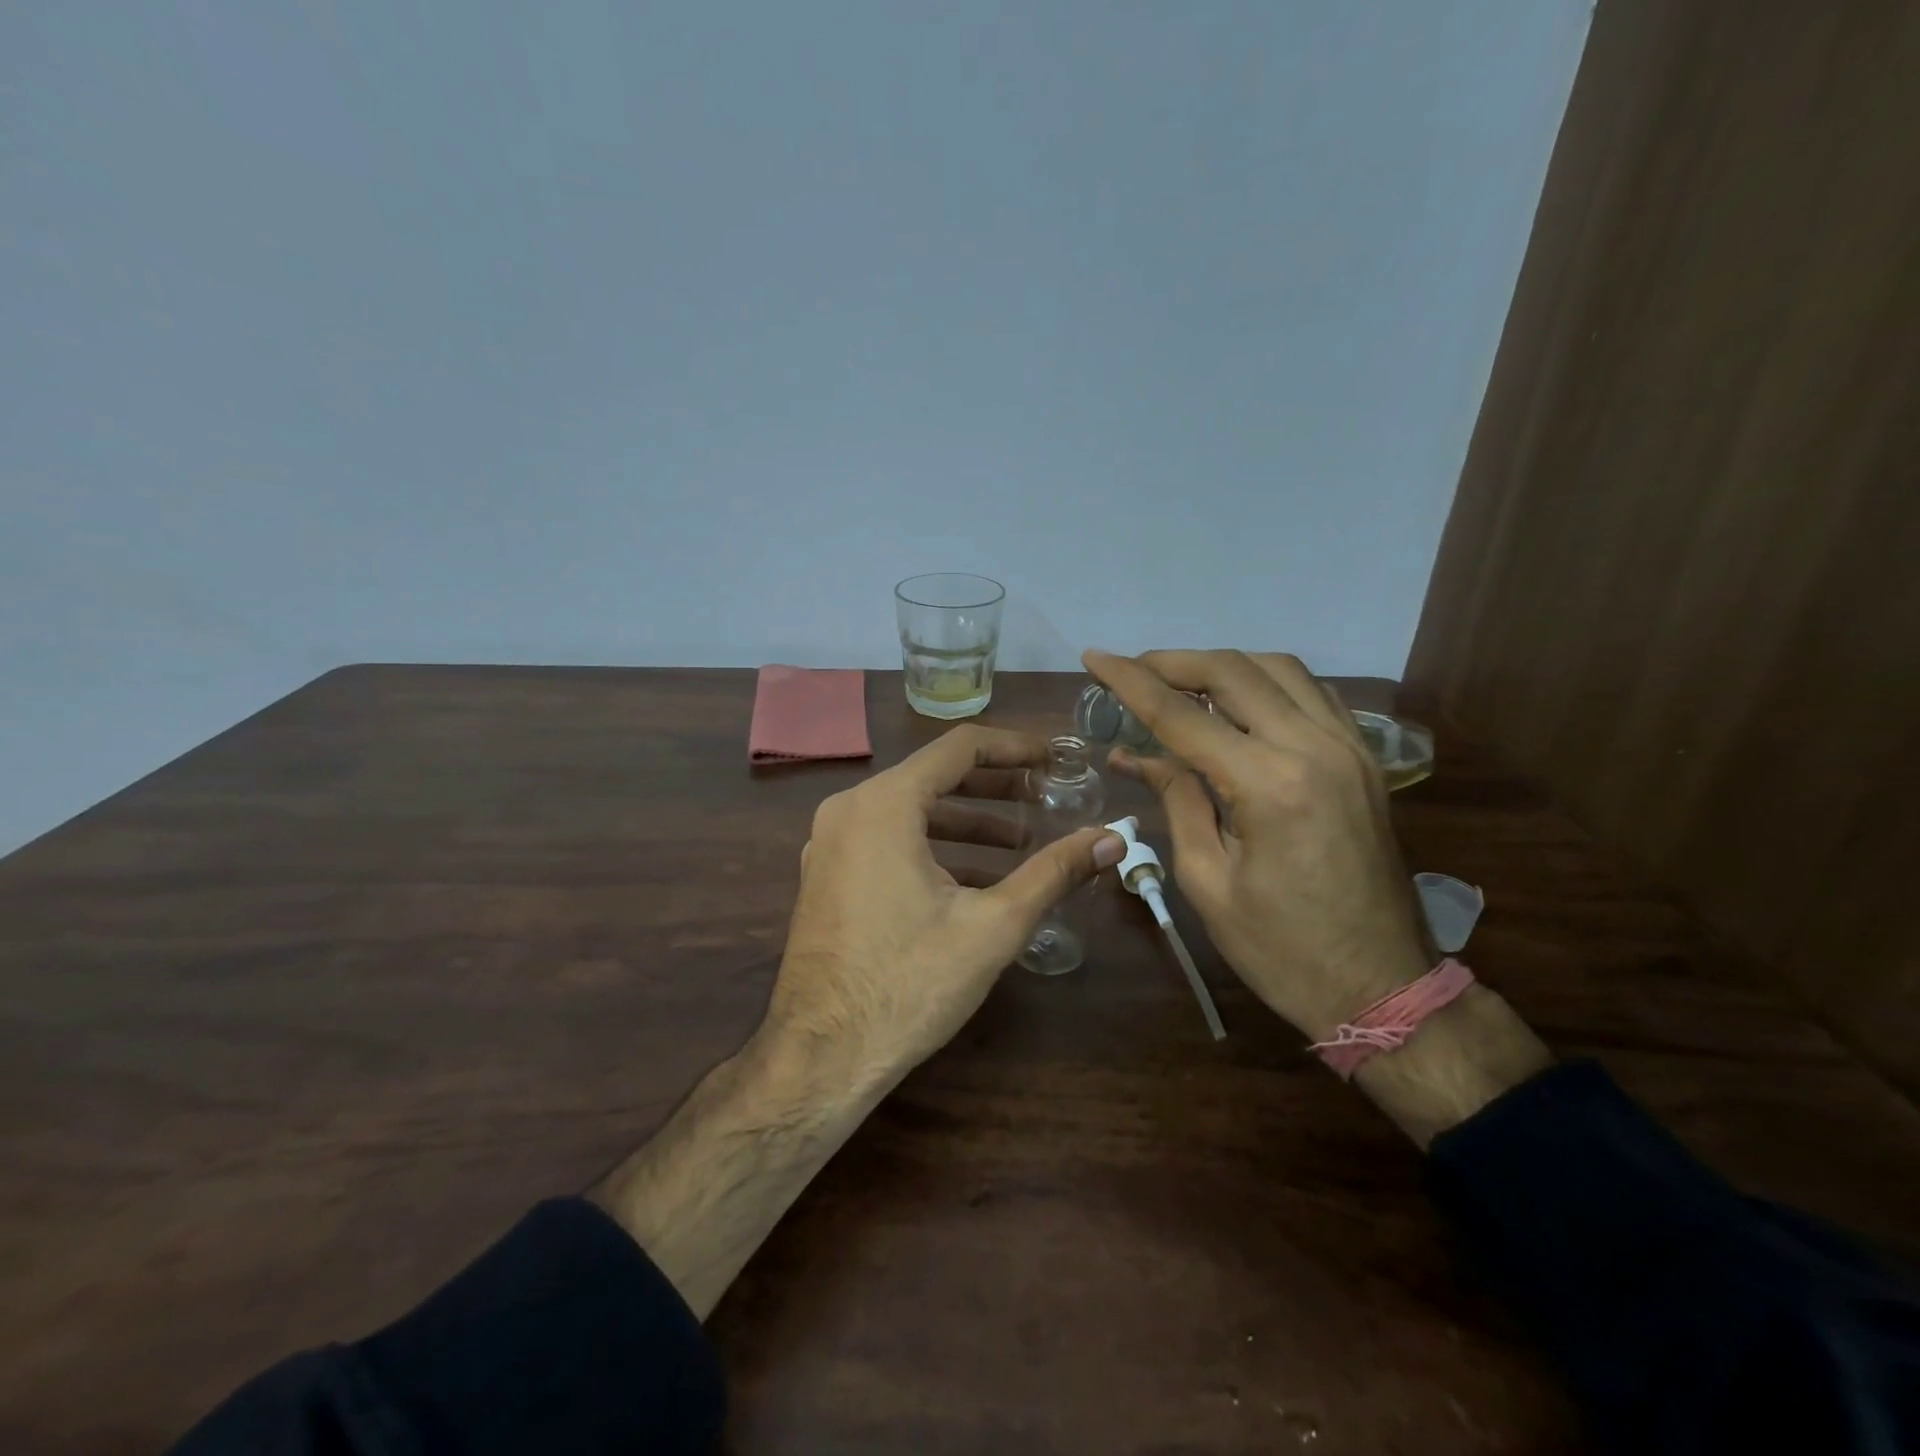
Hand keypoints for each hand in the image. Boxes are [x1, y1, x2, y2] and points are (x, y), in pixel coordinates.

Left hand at [764, 724, 1125, 1088]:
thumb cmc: (909, 982)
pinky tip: (972, 879)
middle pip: (932, 776)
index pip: (959, 747)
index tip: (1055, 759)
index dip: (1014, 747)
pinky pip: (886, 840)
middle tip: (1044, 796)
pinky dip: (932, 847)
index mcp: (884, 804)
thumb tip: (1113, 839)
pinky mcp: (826, 875)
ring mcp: (829, 843)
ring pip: (909, 811)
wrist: (822, 1056)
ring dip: (965, 821)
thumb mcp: (993, 925)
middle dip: (994, 786)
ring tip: (1019, 841)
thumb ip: (1054, 872)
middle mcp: (849, 809)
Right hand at [1083, 649, 1430, 1040]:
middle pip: (1234, 671)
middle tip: (1131, 669)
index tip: (1094, 658)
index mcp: (1269, 784)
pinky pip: (1312, 692)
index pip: (1182, 714)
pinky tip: (1239, 701)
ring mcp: (1349, 747)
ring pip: (1279, 668)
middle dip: (1173, 662)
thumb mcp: (1208, 879)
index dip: (1130, 681)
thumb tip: (1134, 754)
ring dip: (1222, 665)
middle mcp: (1314, 747)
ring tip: (1179, 682)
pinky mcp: (1364, 759)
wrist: (1382, 985)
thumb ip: (1176, 800)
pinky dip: (1267, 681)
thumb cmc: (1281, 948)